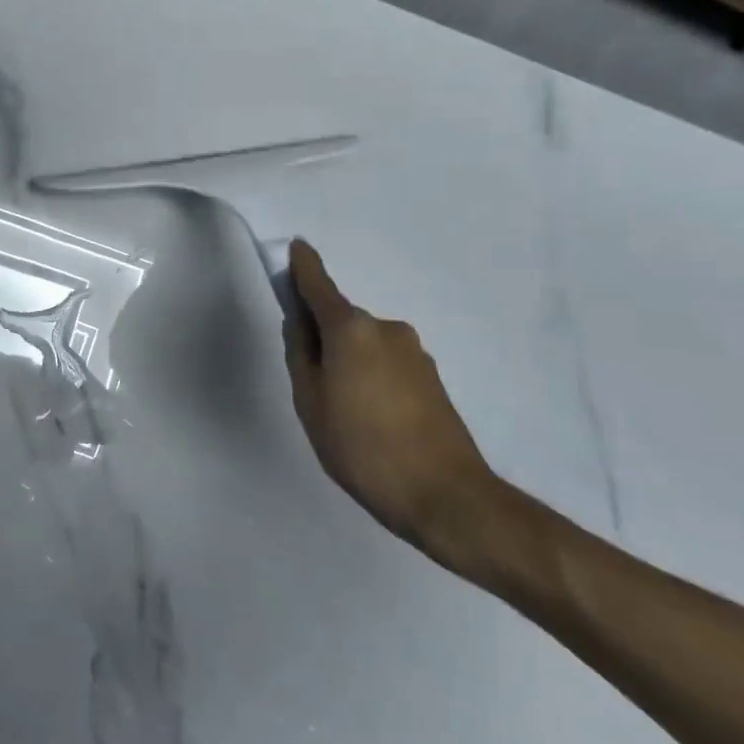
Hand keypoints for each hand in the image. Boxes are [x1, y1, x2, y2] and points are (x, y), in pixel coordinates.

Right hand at [282, 240, 500, 565]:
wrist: (445, 496)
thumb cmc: (362, 446)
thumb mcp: (310, 402)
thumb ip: (301, 353)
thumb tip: (300, 322)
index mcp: (351, 329)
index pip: (320, 286)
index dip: (304, 267)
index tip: (297, 247)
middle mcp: (385, 329)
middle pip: (342, 320)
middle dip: (323, 335)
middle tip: (310, 381)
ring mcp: (414, 353)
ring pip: (365, 344)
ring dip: (349, 361)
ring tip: (344, 412)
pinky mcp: (431, 378)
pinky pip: (386, 363)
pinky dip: (371, 376)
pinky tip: (371, 419)